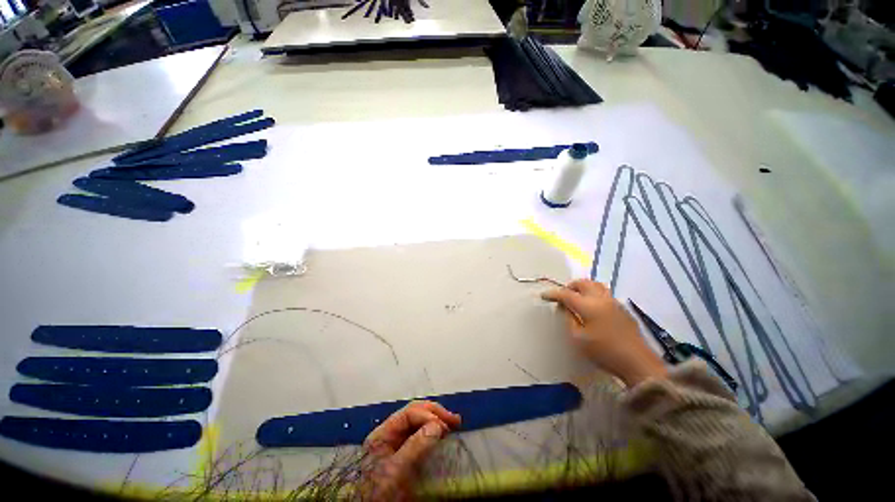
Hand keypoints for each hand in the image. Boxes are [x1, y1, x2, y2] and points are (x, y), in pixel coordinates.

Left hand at [359, 401, 460, 499]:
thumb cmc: (379, 493)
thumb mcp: (395, 471)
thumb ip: (414, 447)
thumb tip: (437, 425)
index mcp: (383, 433)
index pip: (409, 413)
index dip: (428, 415)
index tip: (444, 427)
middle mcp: (391, 434)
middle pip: (415, 413)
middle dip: (435, 413)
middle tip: (454, 420)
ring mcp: (398, 444)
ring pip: (420, 422)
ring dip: (437, 420)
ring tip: (453, 423)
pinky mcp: (406, 455)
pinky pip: (421, 436)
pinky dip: (434, 432)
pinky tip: (443, 433)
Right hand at [541, 279, 666, 386]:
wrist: (638, 363)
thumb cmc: (604, 352)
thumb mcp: (578, 338)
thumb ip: (568, 319)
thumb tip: (564, 307)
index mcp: (588, 306)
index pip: (566, 294)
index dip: (553, 294)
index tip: (544, 296)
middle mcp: (602, 299)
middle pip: (583, 283)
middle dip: (570, 286)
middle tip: (562, 296)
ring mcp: (614, 302)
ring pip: (596, 285)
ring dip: (583, 288)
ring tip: (577, 298)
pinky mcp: (623, 309)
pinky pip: (605, 293)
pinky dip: (594, 294)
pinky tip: (592, 307)